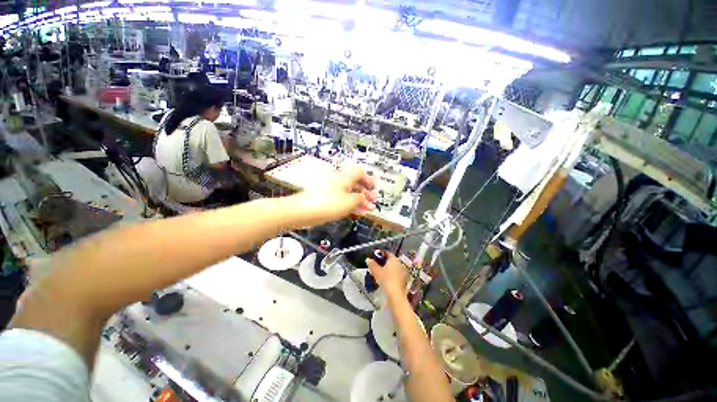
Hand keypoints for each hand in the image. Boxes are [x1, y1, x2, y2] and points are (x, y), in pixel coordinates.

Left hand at [296, 167, 375, 223]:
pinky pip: (341, 198)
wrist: (304, 211)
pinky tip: (354, 211)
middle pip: (355, 183)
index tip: (373, 189)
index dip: (369, 180)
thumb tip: (363, 197)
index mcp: (344, 177)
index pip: (360, 172)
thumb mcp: (350, 201)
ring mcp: (331, 188)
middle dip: (365, 193)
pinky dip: (349, 204)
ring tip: (365, 209)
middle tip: (371, 202)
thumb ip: (360, 198)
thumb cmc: (327, 204)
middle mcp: (338, 180)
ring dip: (358, 200)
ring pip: (348, 192)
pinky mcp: (325, 197)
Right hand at [366, 251, 406, 297]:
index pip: (387, 253)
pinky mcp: (404, 280)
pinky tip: (386, 279)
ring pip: (394, 267)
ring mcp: (403, 272)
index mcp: (394, 259)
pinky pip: (396, 274)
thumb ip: (372, 264)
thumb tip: (368, 259)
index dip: (381, 254)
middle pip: (391, 260)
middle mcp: (400, 263)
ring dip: (388, 268)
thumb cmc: (386, 279)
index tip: (376, 256)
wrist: (395, 294)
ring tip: (380, 272)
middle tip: (377, 265)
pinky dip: (391, 274)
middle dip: (384, 262)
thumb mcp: (376, 271)